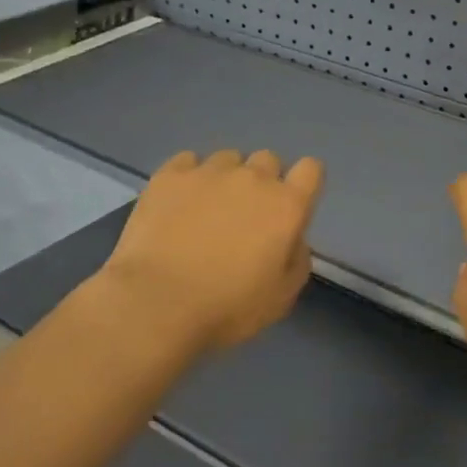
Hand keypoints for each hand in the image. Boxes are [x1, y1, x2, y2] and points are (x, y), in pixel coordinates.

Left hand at [98, 149, 324, 352]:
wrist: (156, 304)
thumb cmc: (227, 307)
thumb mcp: (282, 297)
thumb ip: (297, 259)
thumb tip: (292, 238)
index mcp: (286, 205)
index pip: (311, 169)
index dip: (303, 183)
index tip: (290, 206)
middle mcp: (253, 178)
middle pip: (268, 159)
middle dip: (263, 181)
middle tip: (246, 215)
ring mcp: (209, 172)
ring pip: (228, 158)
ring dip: (226, 178)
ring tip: (207, 209)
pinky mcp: (170, 175)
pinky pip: (188, 161)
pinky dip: (189, 177)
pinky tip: (178, 202)